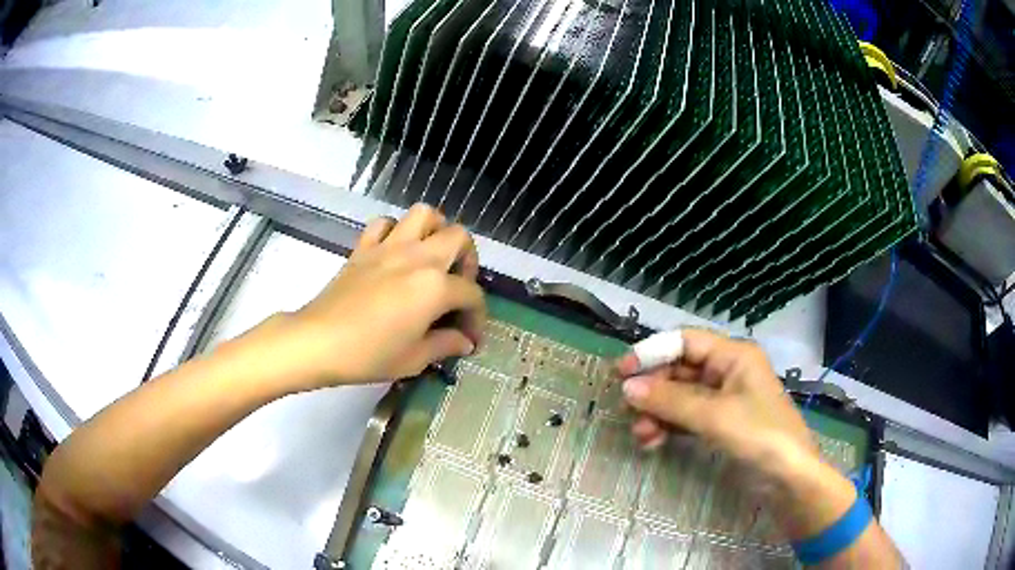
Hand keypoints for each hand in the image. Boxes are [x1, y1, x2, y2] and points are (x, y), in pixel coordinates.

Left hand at [242, 204, 485, 390]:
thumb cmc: (368, 354)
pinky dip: (395, 230)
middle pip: (458, 237)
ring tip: (432, 256)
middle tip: (457, 285)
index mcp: (434, 286)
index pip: (471, 294)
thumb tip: (464, 342)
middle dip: (467, 260)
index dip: (477, 317)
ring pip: (424, 214)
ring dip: (435, 230)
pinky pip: (384, 223)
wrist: (318, 341)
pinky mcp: (364, 247)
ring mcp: (388, 247)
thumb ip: (445, 345)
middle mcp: (417, 257)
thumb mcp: (414, 359)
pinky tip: (394, 252)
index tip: (470, 338)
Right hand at [616, 328, 816, 480]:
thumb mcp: (715, 416)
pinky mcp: (720, 424)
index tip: (621, 372)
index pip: (685, 342)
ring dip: (657, 413)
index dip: (652, 353)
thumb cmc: (759, 435)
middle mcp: (727, 371)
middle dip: (653, 390)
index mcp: (734, 356)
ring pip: (680, 397)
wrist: (787, 478)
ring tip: (640, 435)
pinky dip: (669, 427)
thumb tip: (627, 388)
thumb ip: (671, 400)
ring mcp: (723, 399)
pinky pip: (686, 418)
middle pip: (679, 370)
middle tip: (627, 411)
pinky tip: (653, 442)